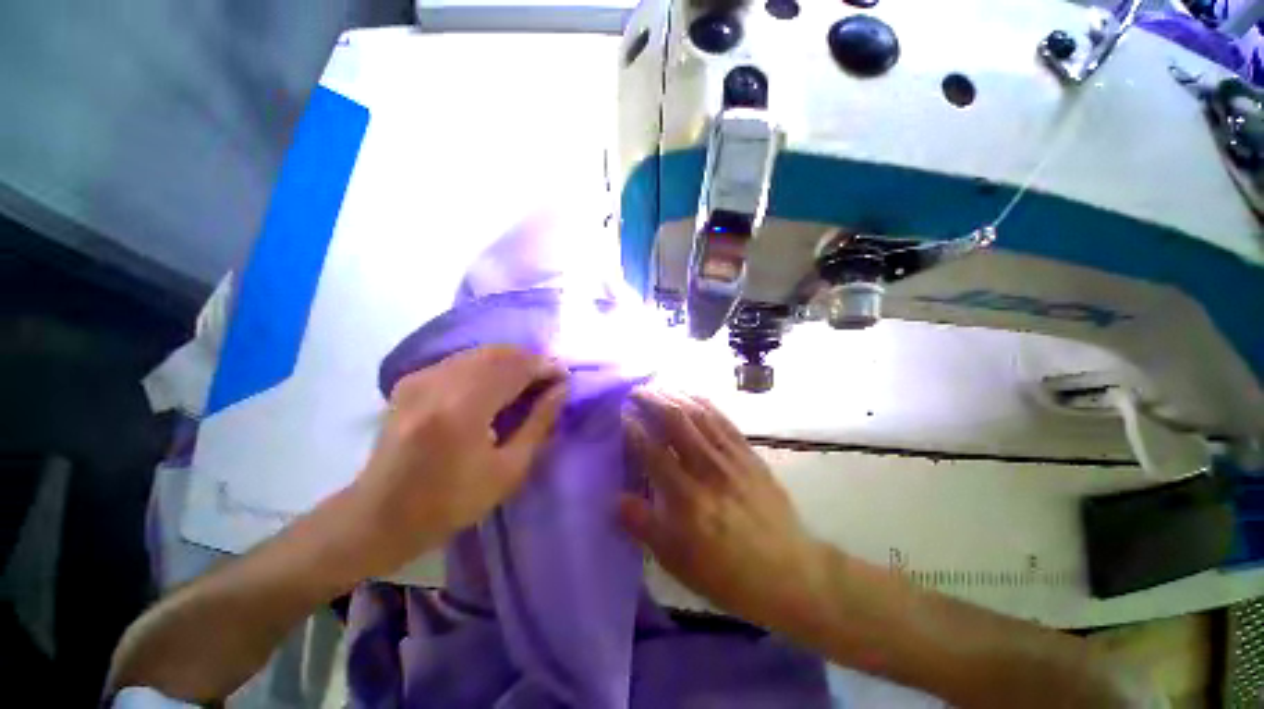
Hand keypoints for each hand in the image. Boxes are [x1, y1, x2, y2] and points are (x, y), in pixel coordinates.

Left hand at [352, 346, 566, 574]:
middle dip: (530, 360)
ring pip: (479, 352)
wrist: (380, 516)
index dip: (545, 366)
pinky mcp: (411, 381)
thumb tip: (561, 389)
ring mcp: (420, 378)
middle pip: (498, 353)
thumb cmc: (451, 502)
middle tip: (550, 377)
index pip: (514, 369)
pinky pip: (461, 360)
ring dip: (511, 360)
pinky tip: (499, 382)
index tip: (565, 375)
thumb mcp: (508, 470)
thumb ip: (539, 423)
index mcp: (462, 410)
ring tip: (530, 379)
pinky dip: (488, 364)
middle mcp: (437, 384)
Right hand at [620, 388, 827, 631]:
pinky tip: (692, 395)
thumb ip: (645, 527)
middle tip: (635, 391)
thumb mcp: (679, 562)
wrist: (790, 571)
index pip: (652, 450)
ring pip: (699, 414)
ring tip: (658, 386)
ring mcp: (732, 457)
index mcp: (687, 497)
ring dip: (676, 395)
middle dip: (652, 400)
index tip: (620, 414)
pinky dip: (704, 403)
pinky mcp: (749, 453)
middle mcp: (708, 468)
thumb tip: (615, 499)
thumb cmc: (728, 572)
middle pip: (676, 421)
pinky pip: (723, 420)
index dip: (633, 428)